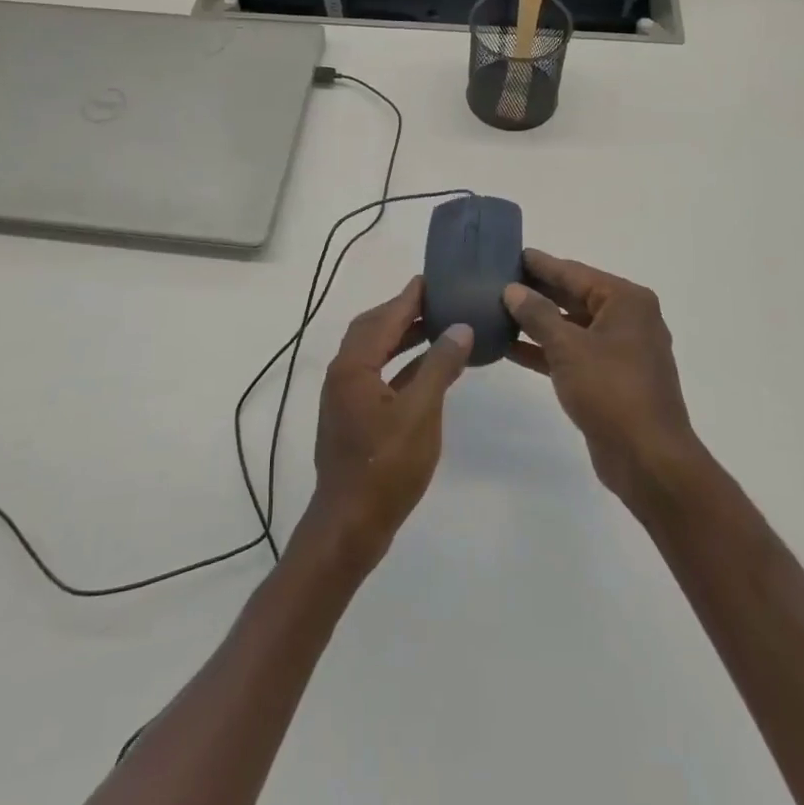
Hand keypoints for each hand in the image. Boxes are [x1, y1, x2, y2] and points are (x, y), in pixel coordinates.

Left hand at [306, 276, 472, 569]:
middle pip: (374, 328)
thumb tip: (459, 328)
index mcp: (354, 365)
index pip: (384, 317)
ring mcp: (346, 395)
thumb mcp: (421, 413)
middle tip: (438, 299)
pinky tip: (429, 367)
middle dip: (403, 312)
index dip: (409, 297)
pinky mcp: (354, 415)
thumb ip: (439, 366)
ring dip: (403, 337)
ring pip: (376, 352)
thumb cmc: (386, 467)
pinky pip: (379, 374)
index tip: (432, 279)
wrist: (350, 525)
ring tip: (438, 326)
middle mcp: (344, 372)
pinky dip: (402, 364)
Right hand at [504, 251, 702, 507]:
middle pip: (574, 296)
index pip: (574, 272)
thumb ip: (537, 315)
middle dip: (536, 291)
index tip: (509, 253)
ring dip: (537, 322)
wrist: (649, 460)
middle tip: (496, 280)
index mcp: (626, 301)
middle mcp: (627, 319)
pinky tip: (510, 347)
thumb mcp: (568, 347)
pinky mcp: (609, 379)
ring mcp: (620, 351)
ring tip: (496, 310)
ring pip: (571, 326)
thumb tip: (512, 290)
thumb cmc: (611, 391)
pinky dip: (545, 350)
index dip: (540, 264)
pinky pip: (572, 353)